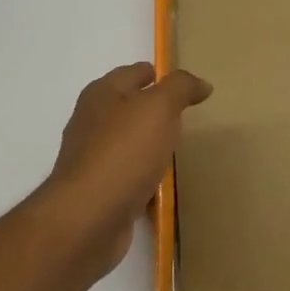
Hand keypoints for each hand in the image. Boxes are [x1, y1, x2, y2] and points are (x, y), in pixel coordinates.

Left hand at [40, 62, 211, 276]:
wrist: (88, 217)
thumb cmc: (124, 152)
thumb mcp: (159, 108)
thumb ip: (181, 88)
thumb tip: (201, 84)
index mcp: (102, 94)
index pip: (134, 73)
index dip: (160, 75)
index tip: (187, 87)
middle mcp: (92, 122)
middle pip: (128, 108)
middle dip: (154, 110)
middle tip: (186, 118)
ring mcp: (93, 158)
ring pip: (128, 143)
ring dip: (149, 145)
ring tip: (177, 150)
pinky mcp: (99, 191)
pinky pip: (128, 176)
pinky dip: (144, 177)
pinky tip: (161, 185)